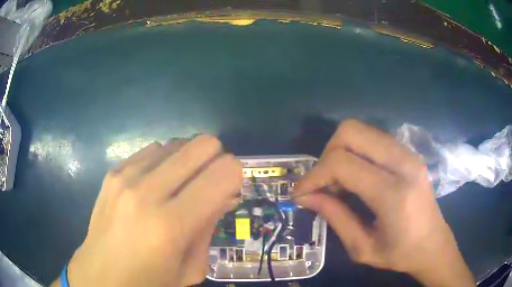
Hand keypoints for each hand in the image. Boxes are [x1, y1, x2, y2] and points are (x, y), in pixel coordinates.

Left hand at [51, 135, 241, 286]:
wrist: (101, 274)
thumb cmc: (150, 281)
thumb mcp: (191, 268)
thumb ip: (209, 226)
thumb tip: (224, 193)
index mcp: (171, 225)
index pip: (223, 173)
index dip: (235, 174)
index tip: (230, 188)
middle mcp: (147, 192)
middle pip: (202, 145)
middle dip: (215, 159)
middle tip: (209, 182)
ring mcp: (126, 177)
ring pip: (177, 143)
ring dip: (187, 160)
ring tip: (180, 184)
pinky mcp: (113, 172)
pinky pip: (152, 150)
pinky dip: (163, 161)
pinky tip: (155, 183)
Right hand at [294, 119, 473, 285]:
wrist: (434, 244)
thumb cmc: (400, 254)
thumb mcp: (362, 248)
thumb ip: (334, 218)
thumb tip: (305, 196)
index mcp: (394, 193)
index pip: (343, 163)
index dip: (314, 175)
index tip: (301, 193)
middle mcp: (404, 163)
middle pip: (351, 131)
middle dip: (327, 154)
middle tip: (322, 183)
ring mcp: (409, 153)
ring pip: (361, 130)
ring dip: (340, 151)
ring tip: (338, 182)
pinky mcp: (409, 153)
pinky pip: (373, 138)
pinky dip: (355, 151)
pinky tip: (355, 177)